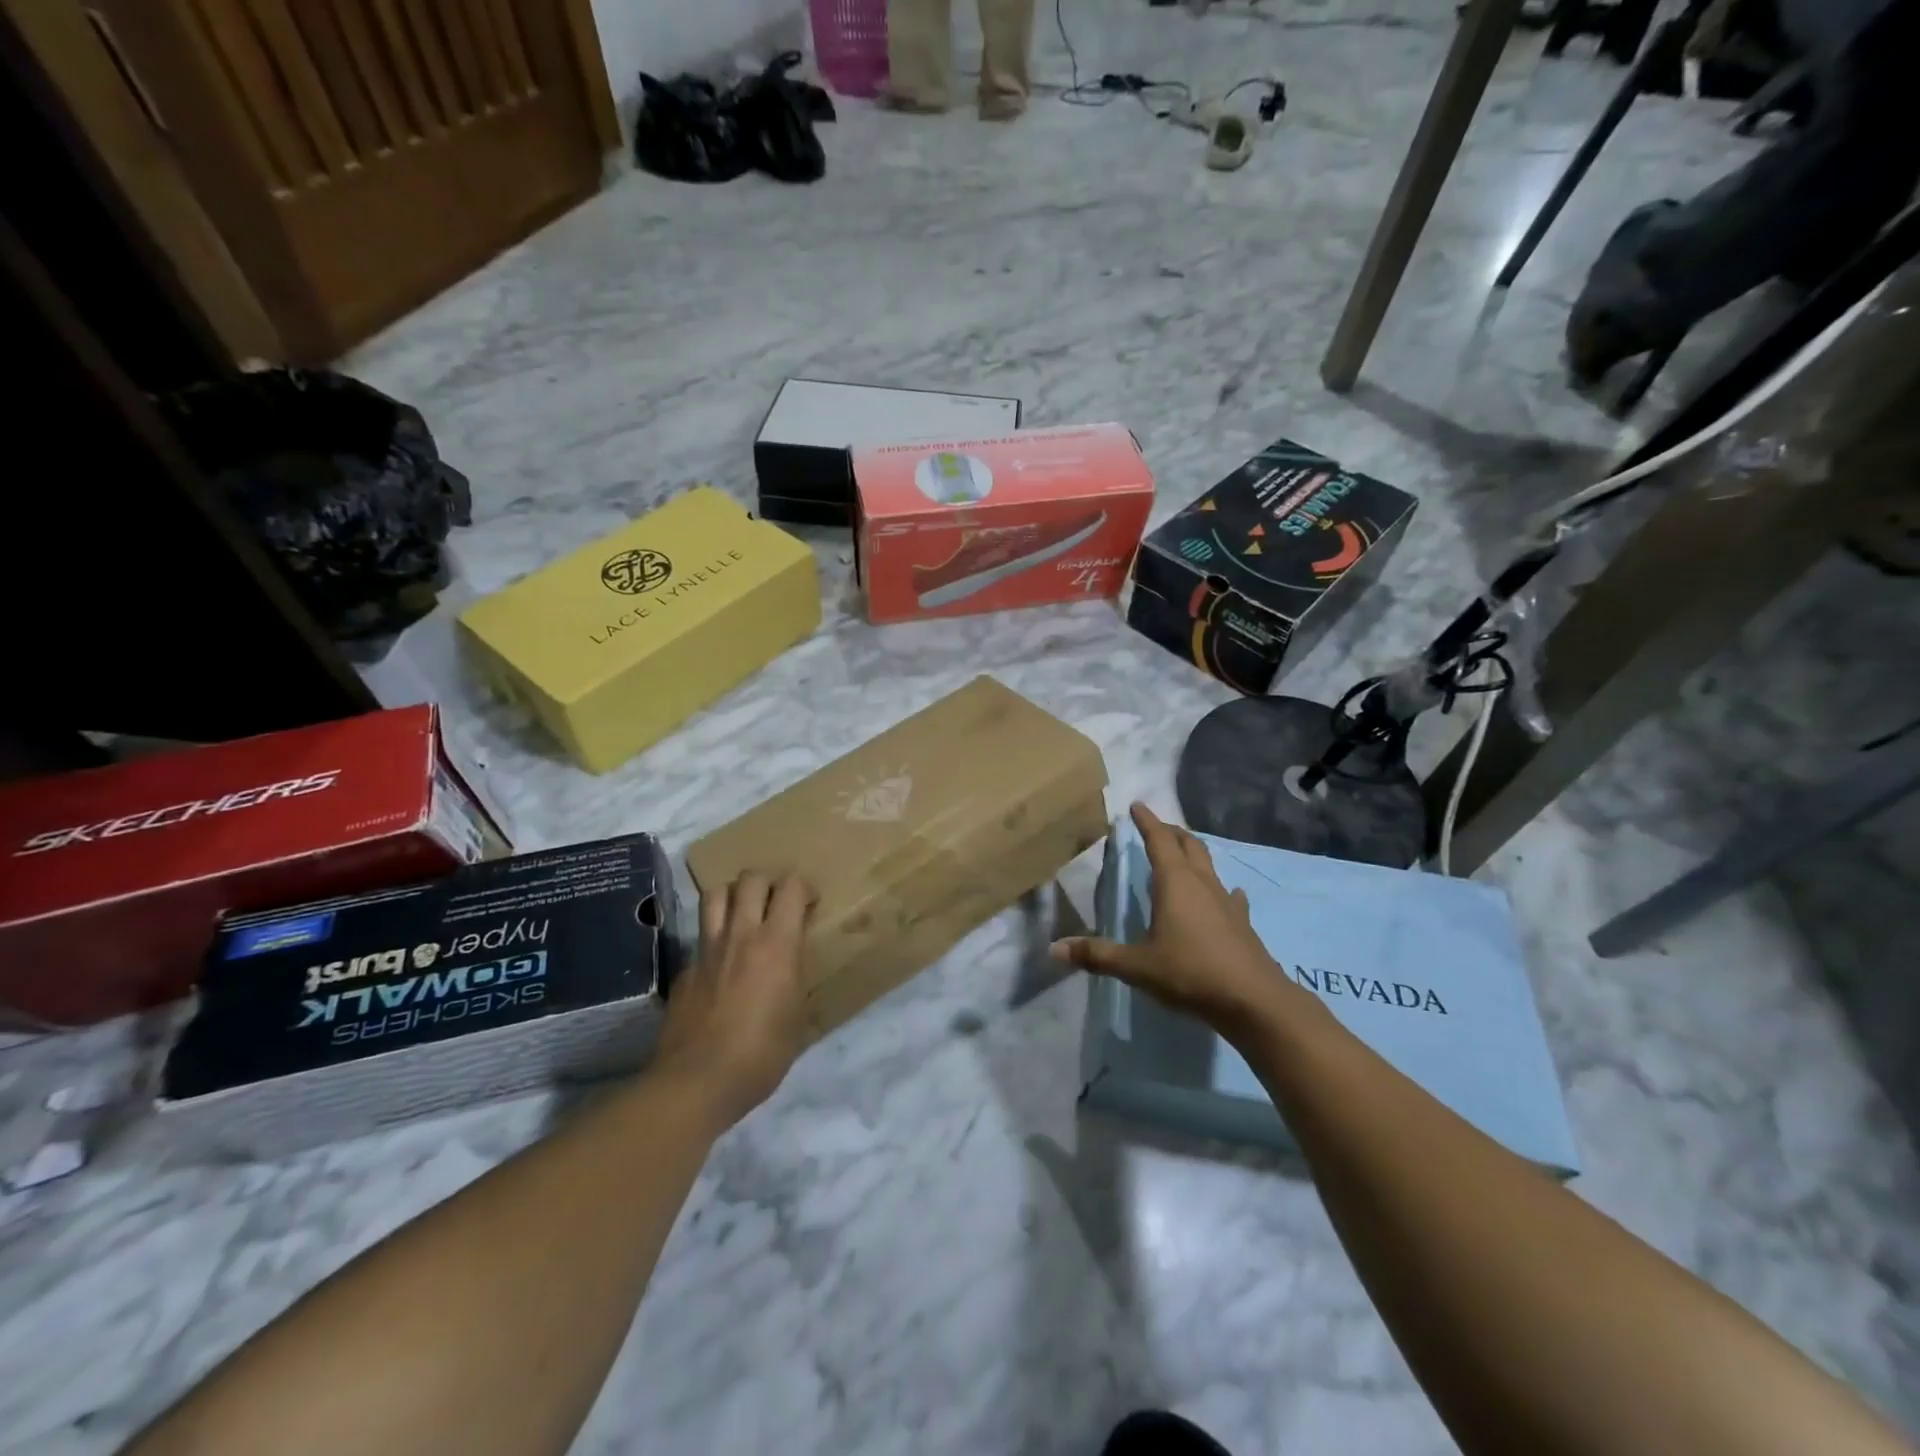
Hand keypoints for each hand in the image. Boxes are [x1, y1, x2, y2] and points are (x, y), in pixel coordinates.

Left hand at [654, 870, 815, 1128]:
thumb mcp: (798, 1018)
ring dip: (734, 895)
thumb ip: (796, 980)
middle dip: (768, 882)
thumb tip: (793, 970)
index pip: (791, 886)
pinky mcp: (685, 970)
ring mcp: (707, 950)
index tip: (810, 904)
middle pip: (750, 879)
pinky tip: (721, 964)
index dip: (804, 887)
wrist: (697, 1082)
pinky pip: (700, 937)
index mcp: (777, 943)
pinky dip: (714, 938)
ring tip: (745, 914)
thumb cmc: (761, 1054)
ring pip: (716, 894)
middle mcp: (741, 934)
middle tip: (777, 904)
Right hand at [1052, 803, 1305, 1043]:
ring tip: (1183, 856)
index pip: (1159, 840)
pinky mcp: (1242, 922)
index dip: (1146, 821)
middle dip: (1172, 832)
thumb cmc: (1190, 972)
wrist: (1253, 1000)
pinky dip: (1220, 889)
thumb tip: (1055, 948)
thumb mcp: (1137, 966)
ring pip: (1209, 865)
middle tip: (1158, 827)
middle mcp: (1201, 883)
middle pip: (1188, 845)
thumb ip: (1097, 955)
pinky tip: (1225, 895)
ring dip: (1194, 855)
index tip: (1137, 805)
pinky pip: (1229, 895)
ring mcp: (1226, 901)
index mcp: (1174, 882)